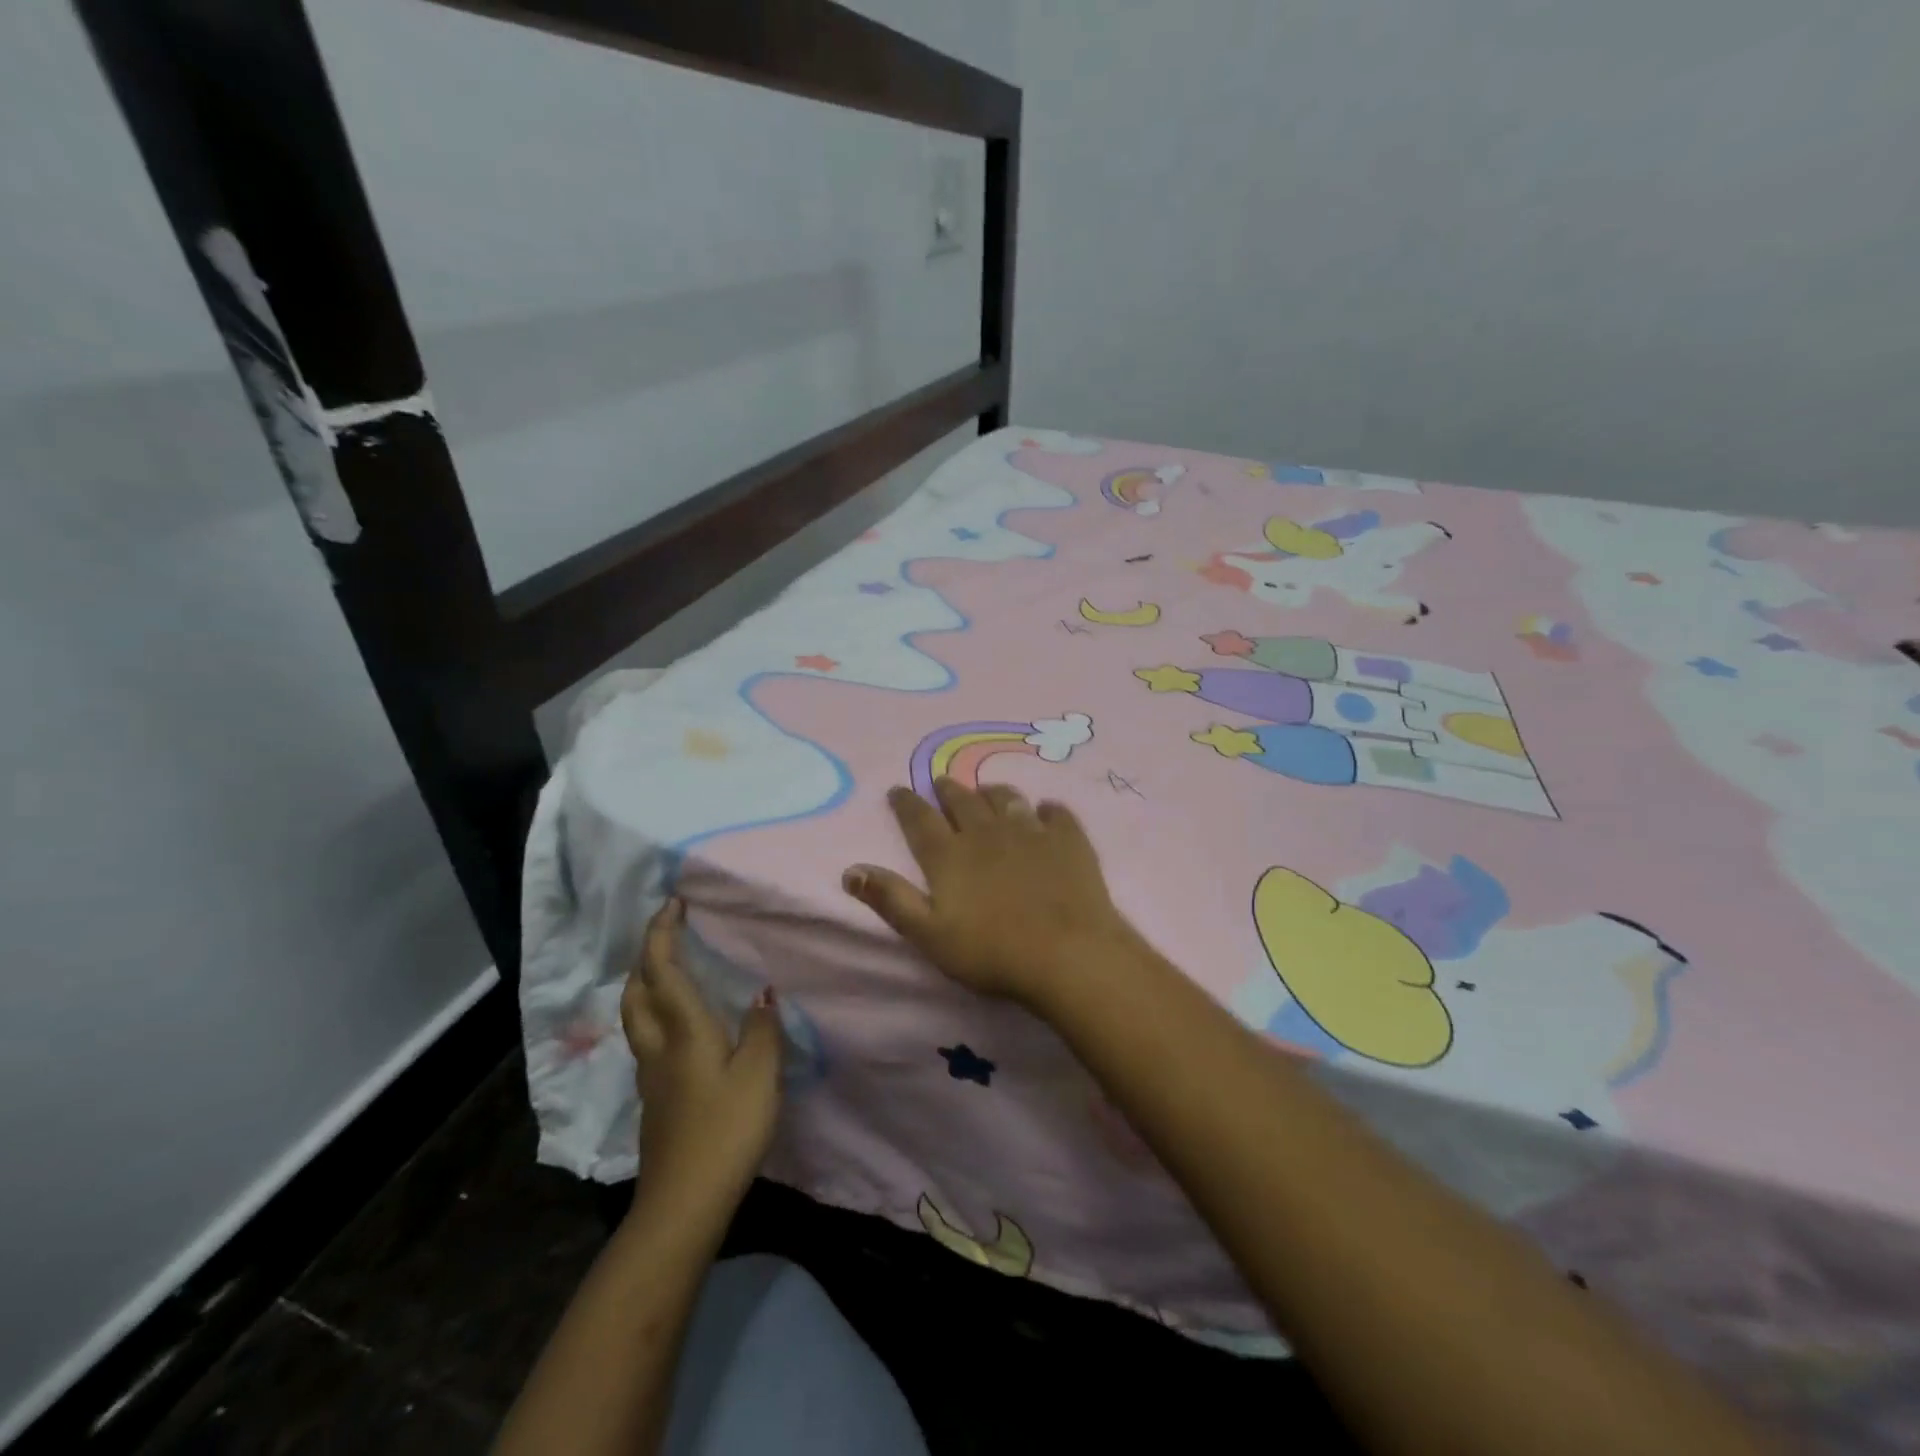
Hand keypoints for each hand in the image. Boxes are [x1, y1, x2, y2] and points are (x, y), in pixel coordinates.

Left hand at [620, 898, 782, 1221]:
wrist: (683, 1203)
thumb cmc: (726, 1130)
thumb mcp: (759, 1075)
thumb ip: (763, 1028)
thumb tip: (762, 991)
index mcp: (683, 1031)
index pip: (662, 970)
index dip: (662, 933)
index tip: (671, 903)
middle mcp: (658, 1047)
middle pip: (636, 992)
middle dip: (646, 956)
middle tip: (667, 935)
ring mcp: (650, 1076)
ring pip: (636, 1018)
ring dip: (645, 986)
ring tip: (670, 973)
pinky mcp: (654, 1100)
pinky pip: (647, 1041)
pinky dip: (656, 1017)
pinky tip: (681, 1029)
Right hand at [841, 779, 1141, 1009]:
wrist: (1067, 953)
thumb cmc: (991, 952)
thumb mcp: (929, 934)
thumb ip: (891, 899)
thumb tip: (850, 870)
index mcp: (949, 855)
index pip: (919, 820)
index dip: (906, 803)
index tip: (898, 790)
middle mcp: (986, 832)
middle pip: (963, 801)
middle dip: (948, 789)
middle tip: (941, 781)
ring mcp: (1030, 832)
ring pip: (1006, 799)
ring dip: (993, 792)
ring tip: (987, 789)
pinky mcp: (1068, 839)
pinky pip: (1056, 813)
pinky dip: (1047, 810)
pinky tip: (1046, 812)